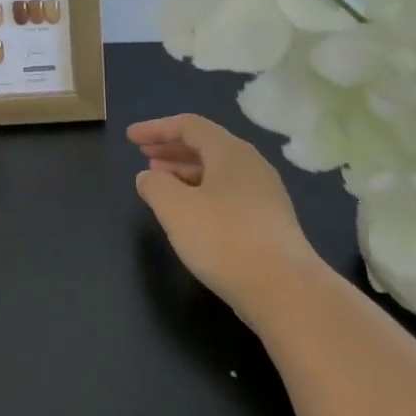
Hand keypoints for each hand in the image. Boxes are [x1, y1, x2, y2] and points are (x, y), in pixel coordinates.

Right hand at [129, 114, 323, 327]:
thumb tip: (148, 176)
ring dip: (185, 172)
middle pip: (206, 145)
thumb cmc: (223, 238)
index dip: (156, 129)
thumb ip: (155, 185)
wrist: (284, 290)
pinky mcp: (269, 222)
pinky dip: (202, 192)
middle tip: (144, 157)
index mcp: (230, 151)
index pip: (188, 126)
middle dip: (171, 149)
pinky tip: (189, 213)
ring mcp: (265, 194)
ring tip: (161, 183)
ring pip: (218, 171)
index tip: (130, 138)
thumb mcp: (175, 208)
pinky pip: (228, 193)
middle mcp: (251, 165)